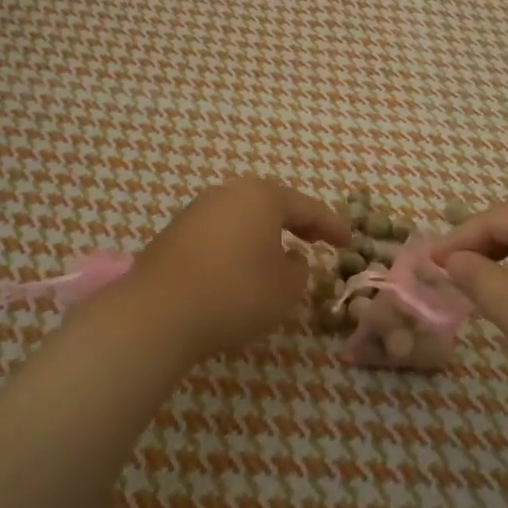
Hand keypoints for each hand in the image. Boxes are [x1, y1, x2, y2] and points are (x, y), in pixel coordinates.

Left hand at [124, 177, 349, 360]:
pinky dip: (237, 247)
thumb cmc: (235, 293)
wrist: (158, 313)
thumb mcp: (285, 288)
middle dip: (295, 223)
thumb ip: (298, 270)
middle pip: (271, 205)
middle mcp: (227, 194)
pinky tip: (240, 270)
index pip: (307, 207)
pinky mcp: (173, 234)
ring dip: (263, 235)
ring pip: (242, 218)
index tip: (349, 241)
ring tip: (279, 257)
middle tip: (316, 240)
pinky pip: (218, 234)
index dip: (332, 226)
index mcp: (261, 196)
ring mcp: (196, 211)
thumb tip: (290, 258)